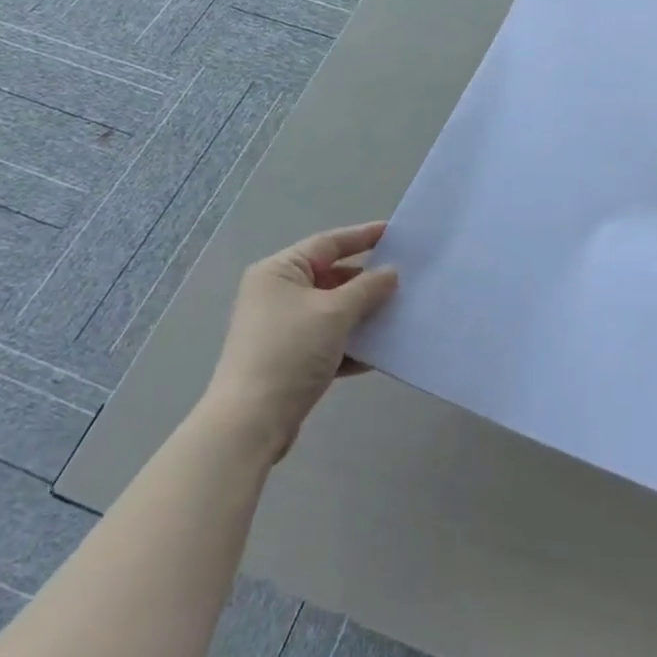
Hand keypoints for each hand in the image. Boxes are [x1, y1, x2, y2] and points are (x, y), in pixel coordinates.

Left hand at [203, 221, 398, 459]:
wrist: (251, 423)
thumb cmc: (291, 351)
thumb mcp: (335, 312)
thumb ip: (368, 287)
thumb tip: (391, 272)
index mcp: (279, 271)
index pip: (328, 243)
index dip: (363, 236)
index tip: (396, 233)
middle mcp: (277, 294)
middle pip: (331, 277)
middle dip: (367, 281)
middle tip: (405, 277)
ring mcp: (282, 328)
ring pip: (332, 311)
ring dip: (363, 314)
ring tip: (400, 312)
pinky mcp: (289, 359)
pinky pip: (328, 340)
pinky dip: (351, 343)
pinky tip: (380, 351)